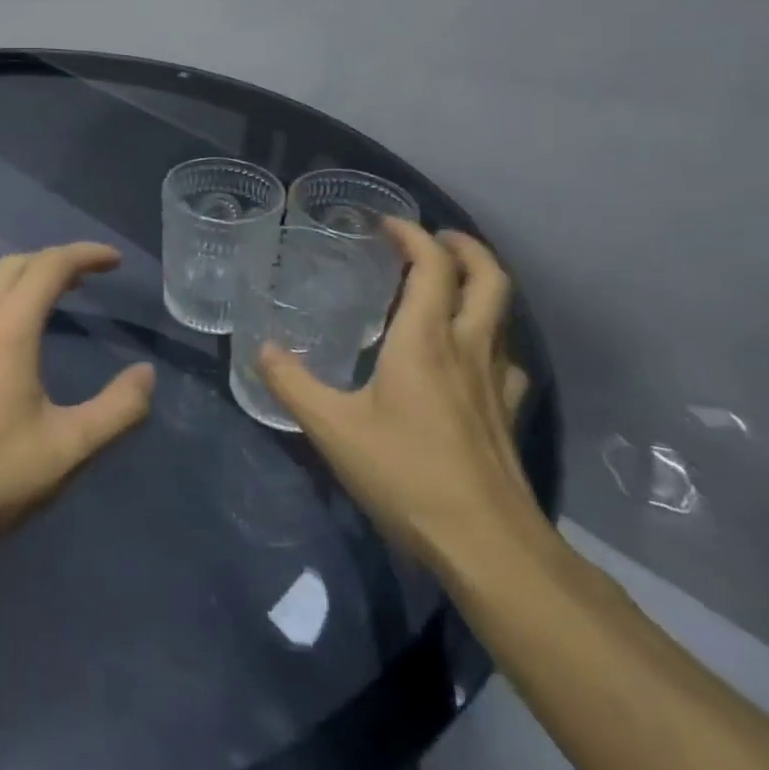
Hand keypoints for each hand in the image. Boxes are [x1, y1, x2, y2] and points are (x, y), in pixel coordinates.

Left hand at [0, 243, 155, 557]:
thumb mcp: (71, 448)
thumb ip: (118, 409)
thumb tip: (146, 374)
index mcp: (9, 331)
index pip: (50, 267)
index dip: (85, 255)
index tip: (115, 262)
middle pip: (17, 265)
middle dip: (57, 260)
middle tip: (91, 276)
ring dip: (26, 273)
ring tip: (56, 293)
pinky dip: (3, 292)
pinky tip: (15, 325)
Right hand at [259, 219, 538, 574]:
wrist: (487, 546)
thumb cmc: (406, 476)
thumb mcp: (331, 428)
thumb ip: (291, 383)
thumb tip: (260, 349)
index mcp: (426, 341)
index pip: (434, 267)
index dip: (413, 235)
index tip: (386, 223)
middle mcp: (468, 349)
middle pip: (489, 279)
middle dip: (464, 247)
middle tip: (435, 238)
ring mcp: (495, 383)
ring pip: (503, 316)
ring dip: (480, 287)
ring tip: (448, 287)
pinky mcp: (508, 415)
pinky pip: (507, 358)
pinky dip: (489, 338)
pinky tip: (468, 357)